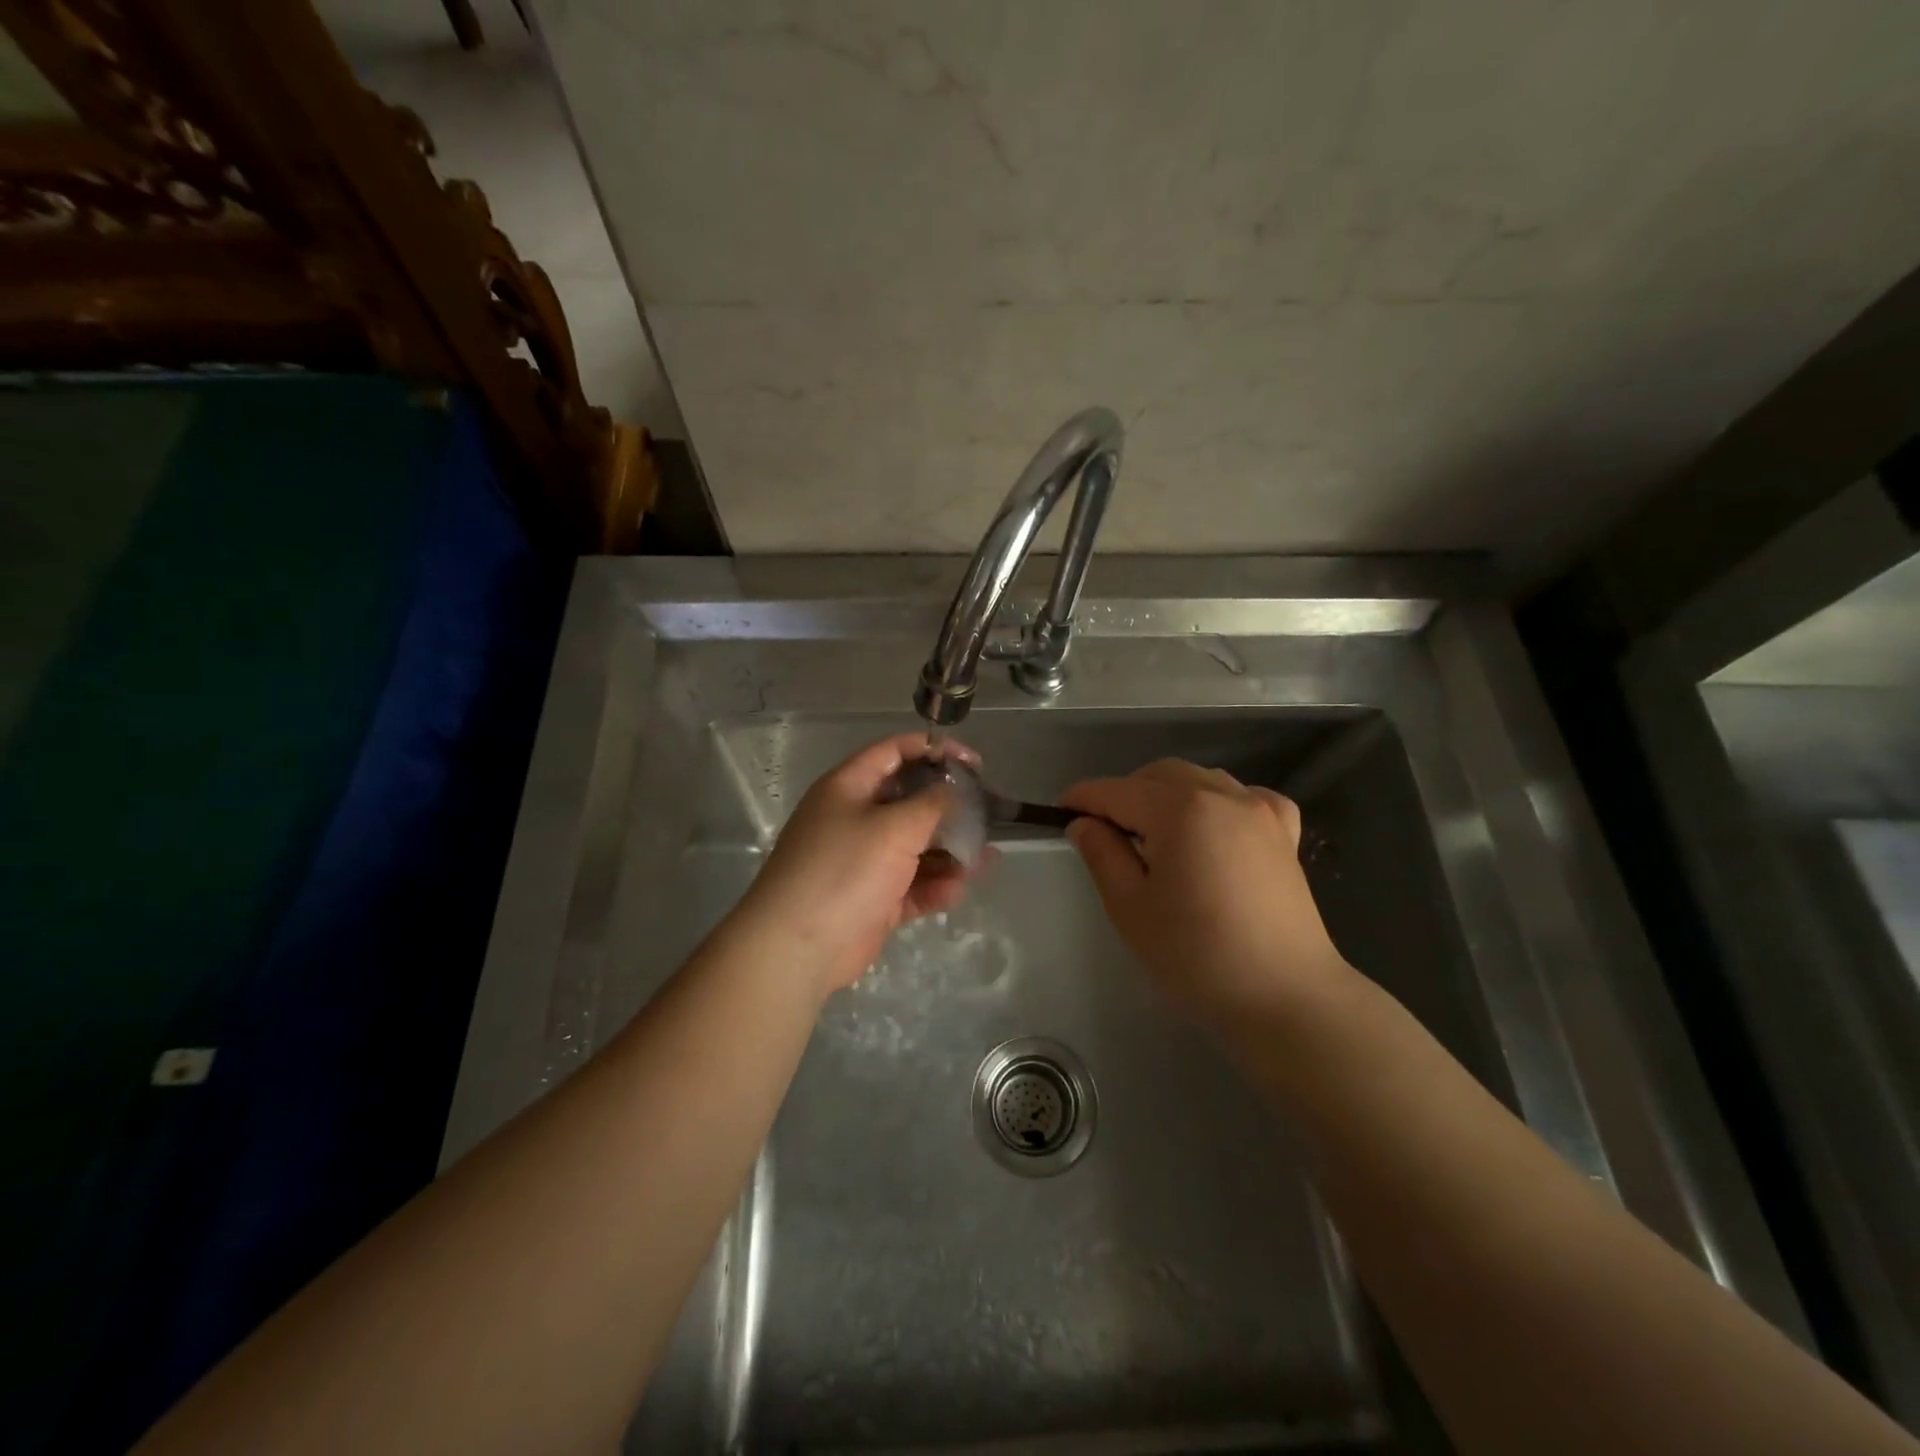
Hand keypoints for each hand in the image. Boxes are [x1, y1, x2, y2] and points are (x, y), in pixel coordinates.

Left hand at [736, 733, 980, 996]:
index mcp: (849, 787)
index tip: (975, 763)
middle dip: (951, 807)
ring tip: (985, 858)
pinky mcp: (872, 900)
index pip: (895, 752)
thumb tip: (953, 789)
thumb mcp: (894, 826)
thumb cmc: (845, 869)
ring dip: (949, 851)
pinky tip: (957, 889)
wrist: (798, 947)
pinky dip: (934, 886)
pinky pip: (911, 885)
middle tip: (990, 812)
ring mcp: (863, 861)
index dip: (935, 750)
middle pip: (911, 801)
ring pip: (916, 847)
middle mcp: (855, 818)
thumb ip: (932, 803)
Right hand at [1061, 759, 1354, 1029]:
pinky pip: (1242, 798)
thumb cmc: (1197, 956)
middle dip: (1125, 794)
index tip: (1060, 811)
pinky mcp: (1285, 834)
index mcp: (1180, 809)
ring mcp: (1260, 811)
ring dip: (1167, 795)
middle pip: (1159, 776)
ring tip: (1154, 836)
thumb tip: (1083, 823)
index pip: (1117, 791)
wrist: (1286, 998)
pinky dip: (1217, 803)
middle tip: (1105, 833)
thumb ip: (1102, 854)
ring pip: (1200, 780)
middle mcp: (1223, 795)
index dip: (1083, 798)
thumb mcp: (1131, 908)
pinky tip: (1211, 831)